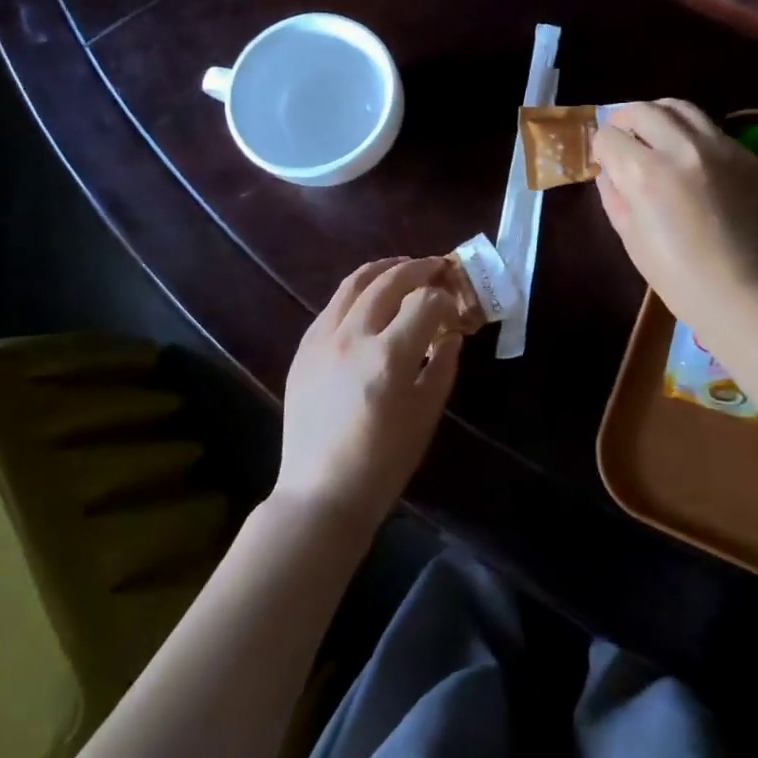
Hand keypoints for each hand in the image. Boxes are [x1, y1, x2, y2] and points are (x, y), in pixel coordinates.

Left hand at [276, 257, 463, 532]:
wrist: (321, 491)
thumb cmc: (383, 461)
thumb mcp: (425, 415)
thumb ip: (443, 367)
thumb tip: (452, 334)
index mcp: (388, 356)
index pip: (424, 302)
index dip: (445, 298)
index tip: (454, 305)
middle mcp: (353, 336)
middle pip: (389, 281)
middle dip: (418, 269)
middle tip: (436, 267)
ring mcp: (322, 339)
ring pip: (354, 283)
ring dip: (383, 269)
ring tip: (402, 266)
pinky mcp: (303, 348)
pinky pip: (331, 305)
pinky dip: (355, 292)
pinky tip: (367, 298)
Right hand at [593, 100, 757, 329]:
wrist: (745, 293)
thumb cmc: (677, 276)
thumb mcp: (629, 236)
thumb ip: (614, 194)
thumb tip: (610, 170)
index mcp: (645, 172)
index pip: (609, 136)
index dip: (601, 148)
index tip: (605, 160)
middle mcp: (682, 148)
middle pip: (643, 110)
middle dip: (625, 120)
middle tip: (624, 138)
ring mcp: (720, 148)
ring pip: (681, 108)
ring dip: (660, 116)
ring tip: (657, 134)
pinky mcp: (747, 156)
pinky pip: (712, 131)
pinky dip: (693, 137)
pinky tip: (694, 162)